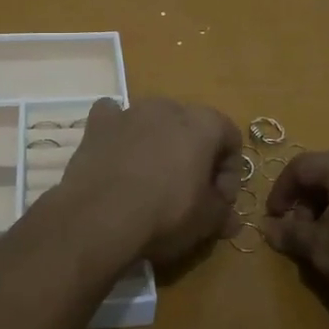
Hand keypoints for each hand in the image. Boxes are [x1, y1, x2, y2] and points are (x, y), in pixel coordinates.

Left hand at [58, 97, 241, 270]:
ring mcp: (130, 111)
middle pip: (191, 127)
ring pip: (153, 121)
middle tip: (188, 192)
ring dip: (158, 144)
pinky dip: (119, 132)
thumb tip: (231, 219)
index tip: (219, 200)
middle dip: (194, 156)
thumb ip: (223, 212)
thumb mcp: (206, 221)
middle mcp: (168, 107)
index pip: (230, 137)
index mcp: (203, 124)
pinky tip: (117, 155)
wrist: (100, 217)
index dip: (230, 171)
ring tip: (150, 180)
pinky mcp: (98, 123)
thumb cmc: (165, 214)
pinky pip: (114, 118)